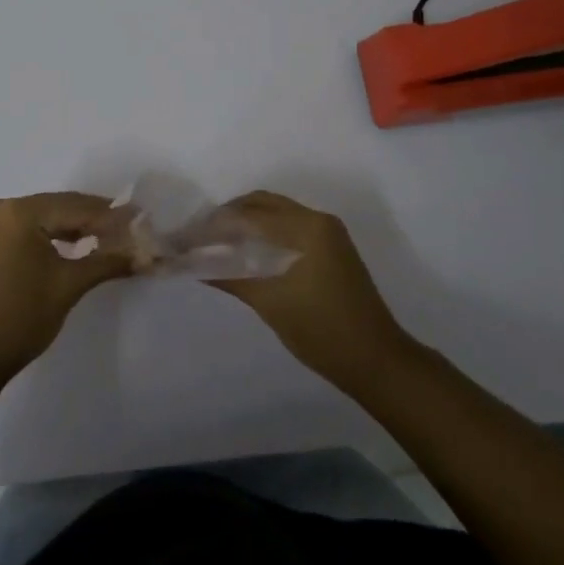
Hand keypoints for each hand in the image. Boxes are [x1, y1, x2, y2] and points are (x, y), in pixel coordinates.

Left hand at [0, 193, 134, 382]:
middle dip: (97, 220)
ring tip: (114, 238)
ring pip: (48, 217)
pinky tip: (82, 244)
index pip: (76, 206)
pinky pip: (33, 228)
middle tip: (133, 229)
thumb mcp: (69, 285)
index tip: (143, 220)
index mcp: (20, 212)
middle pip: (62, 207)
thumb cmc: (21, 317)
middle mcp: (4, 207)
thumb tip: (146, 253)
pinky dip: (57, 236)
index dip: (112, 215)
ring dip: (79, 227)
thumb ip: (108, 261)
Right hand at [210, 191, 408, 384]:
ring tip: (215, 243)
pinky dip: (263, 233)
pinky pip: (288, 226)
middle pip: (262, 204)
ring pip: (275, 213)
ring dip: (245, 223)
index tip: (186, 237)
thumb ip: (230, 275)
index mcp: (307, 227)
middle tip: (198, 236)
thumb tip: (193, 263)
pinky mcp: (330, 248)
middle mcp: (318, 219)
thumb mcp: (270, 303)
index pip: (249, 214)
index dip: (214, 225)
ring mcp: (327, 232)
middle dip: (228, 216)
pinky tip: (243, 251)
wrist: (376, 360)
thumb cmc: (322, 331)